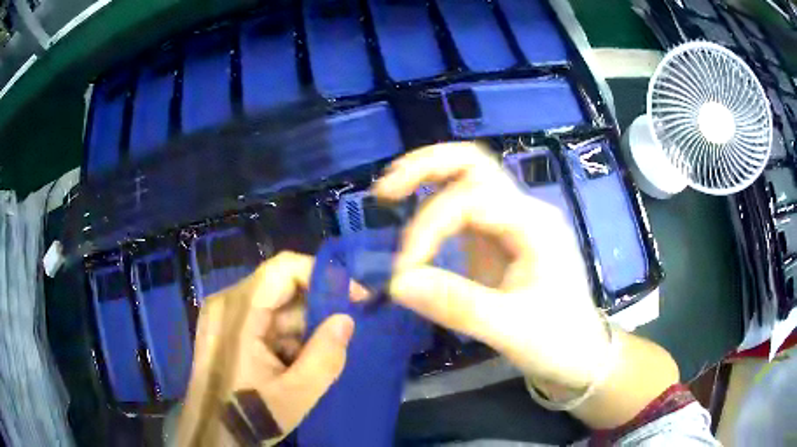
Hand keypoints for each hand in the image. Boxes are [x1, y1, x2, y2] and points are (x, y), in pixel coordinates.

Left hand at [176, 252, 359, 446]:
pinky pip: (261, 318)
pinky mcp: (223, 327)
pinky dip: (282, 337)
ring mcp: (222, 314)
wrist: (211, 434)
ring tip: (309, 363)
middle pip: (280, 287)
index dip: (323, 276)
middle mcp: (226, 302)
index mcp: (239, 312)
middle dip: (314, 311)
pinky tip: (289, 365)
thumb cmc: (248, 416)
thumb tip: (346, 319)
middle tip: (338, 340)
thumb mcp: (296, 395)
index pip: (285, 268)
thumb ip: (325, 357)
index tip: (354, 298)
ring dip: (299, 329)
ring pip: (273, 305)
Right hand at [372, 143, 608, 389]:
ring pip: (467, 179)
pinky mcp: (500, 239)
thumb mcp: (510, 329)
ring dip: (427, 179)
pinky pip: (464, 208)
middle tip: (385, 189)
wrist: (580, 355)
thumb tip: (396, 283)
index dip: (429, 227)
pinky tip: (413, 220)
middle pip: (474, 165)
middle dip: (427, 167)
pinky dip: (433, 206)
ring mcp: (513, 222)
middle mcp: (525, 211)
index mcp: (535, 225)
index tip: (403, 270)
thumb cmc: (557, 342)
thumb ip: (456, 305)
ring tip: (388, 193)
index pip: (471, 200)